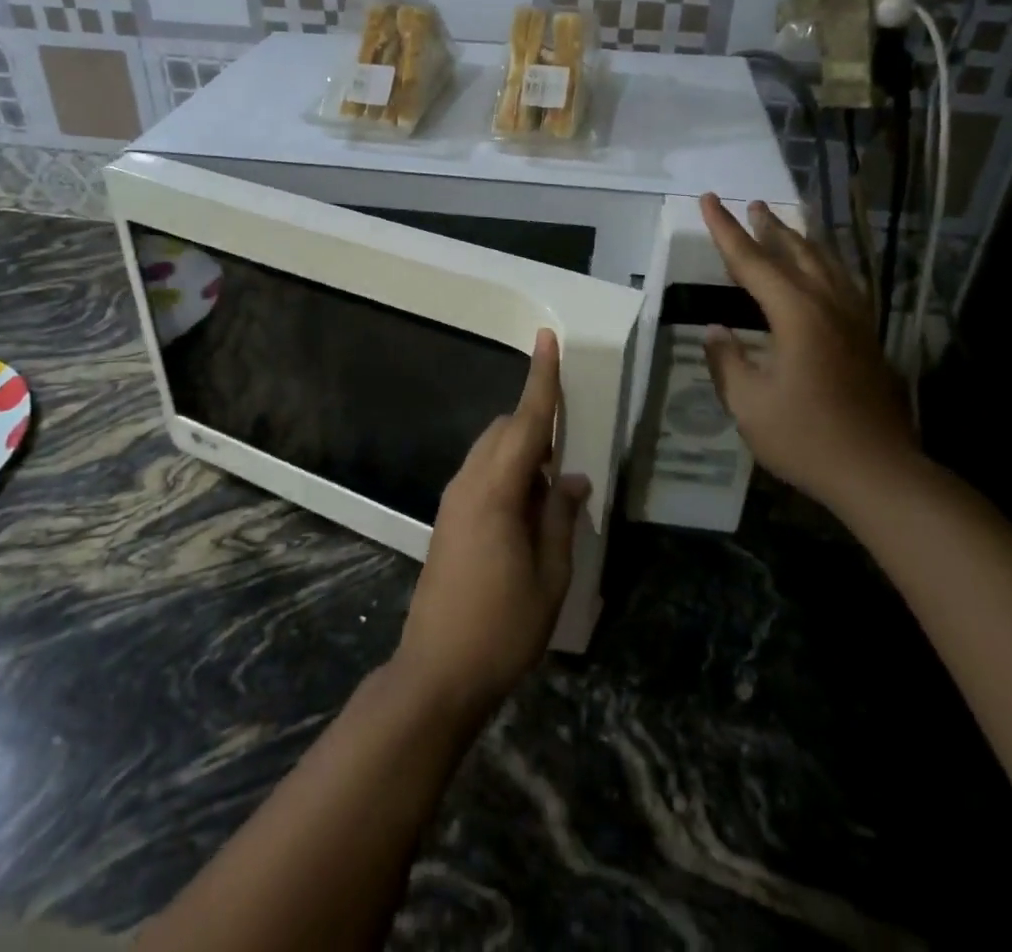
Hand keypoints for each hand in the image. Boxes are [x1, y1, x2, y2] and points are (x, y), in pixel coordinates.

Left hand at [394, 330, 587, 720]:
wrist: (437, 672)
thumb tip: (574, 478)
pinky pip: (482, 474)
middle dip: (536, 426)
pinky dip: (508, 473)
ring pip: (491, 451)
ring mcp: (453, 500)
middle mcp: (469, 483)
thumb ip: (562, 518)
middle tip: (569, 456)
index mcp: (496, 491)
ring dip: (523, 453)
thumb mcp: (550, 576)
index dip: (541, 379)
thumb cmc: (502, 627)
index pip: (525, 422)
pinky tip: (528, 510)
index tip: (547, 339)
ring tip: (552, 490)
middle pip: (504, 431)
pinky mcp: (448, 519)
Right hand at [698, 195, 919, 514]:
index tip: (709, 200)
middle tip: (752, 204)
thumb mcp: (749, 404)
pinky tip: (824, 273)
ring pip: (827, 265)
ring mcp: (855, 321)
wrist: (879, 472)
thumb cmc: (806, 437)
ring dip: (802, 241)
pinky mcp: (868, 339)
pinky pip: (844, 285)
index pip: (752, 261)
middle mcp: (829, 306)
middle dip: (769, 227)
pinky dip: (826, 266)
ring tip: (786, 225)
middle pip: (795, 253)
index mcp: (796, 314)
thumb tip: (715, 331)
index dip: (726, 230)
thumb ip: (728, 362)